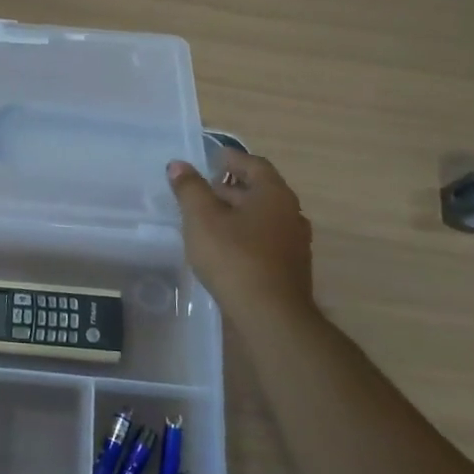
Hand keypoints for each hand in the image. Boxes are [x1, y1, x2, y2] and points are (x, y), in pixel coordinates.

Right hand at [167, 148, 315, 318]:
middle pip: (260, 190)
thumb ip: (189, 189)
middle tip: (203, 190)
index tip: (212, 158)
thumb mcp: (201, 219)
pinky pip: (265, 240)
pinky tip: (225, 248)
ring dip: (238, 213)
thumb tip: (178, 165)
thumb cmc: (234, 257)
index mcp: (273, 194)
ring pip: (263, 217)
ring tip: (209, 220)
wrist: (270, 314)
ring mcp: (294, 242)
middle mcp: (290, 213)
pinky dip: (245, 235)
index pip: (254, 165)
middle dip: (231, 188)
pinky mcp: (290, 268)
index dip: (231, 159)